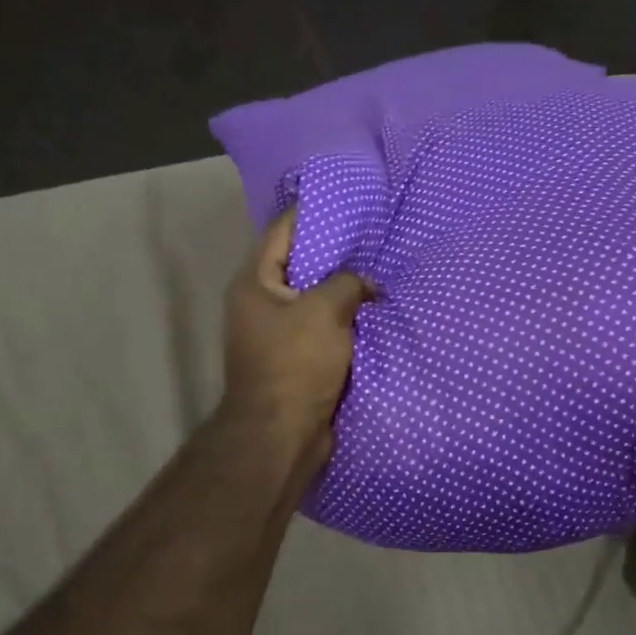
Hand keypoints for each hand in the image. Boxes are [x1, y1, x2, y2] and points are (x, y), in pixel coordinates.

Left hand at [218, 209, 373, 474]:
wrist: (283, 435)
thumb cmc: (296, 364)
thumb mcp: (325, 311)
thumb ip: (349, 283)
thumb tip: (368, 284)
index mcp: (255, 282)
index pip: (283, 230)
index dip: (315, 212)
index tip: (349, 200)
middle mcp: (261, 302)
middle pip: (301, 264)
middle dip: (337, 252)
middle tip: (374, 236)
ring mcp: (278, 332)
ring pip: (316, 298)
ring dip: (345, 289)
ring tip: (380, 269)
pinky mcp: (297, 358)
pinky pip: (325, 327)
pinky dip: (346, 319)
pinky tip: (374, 309)